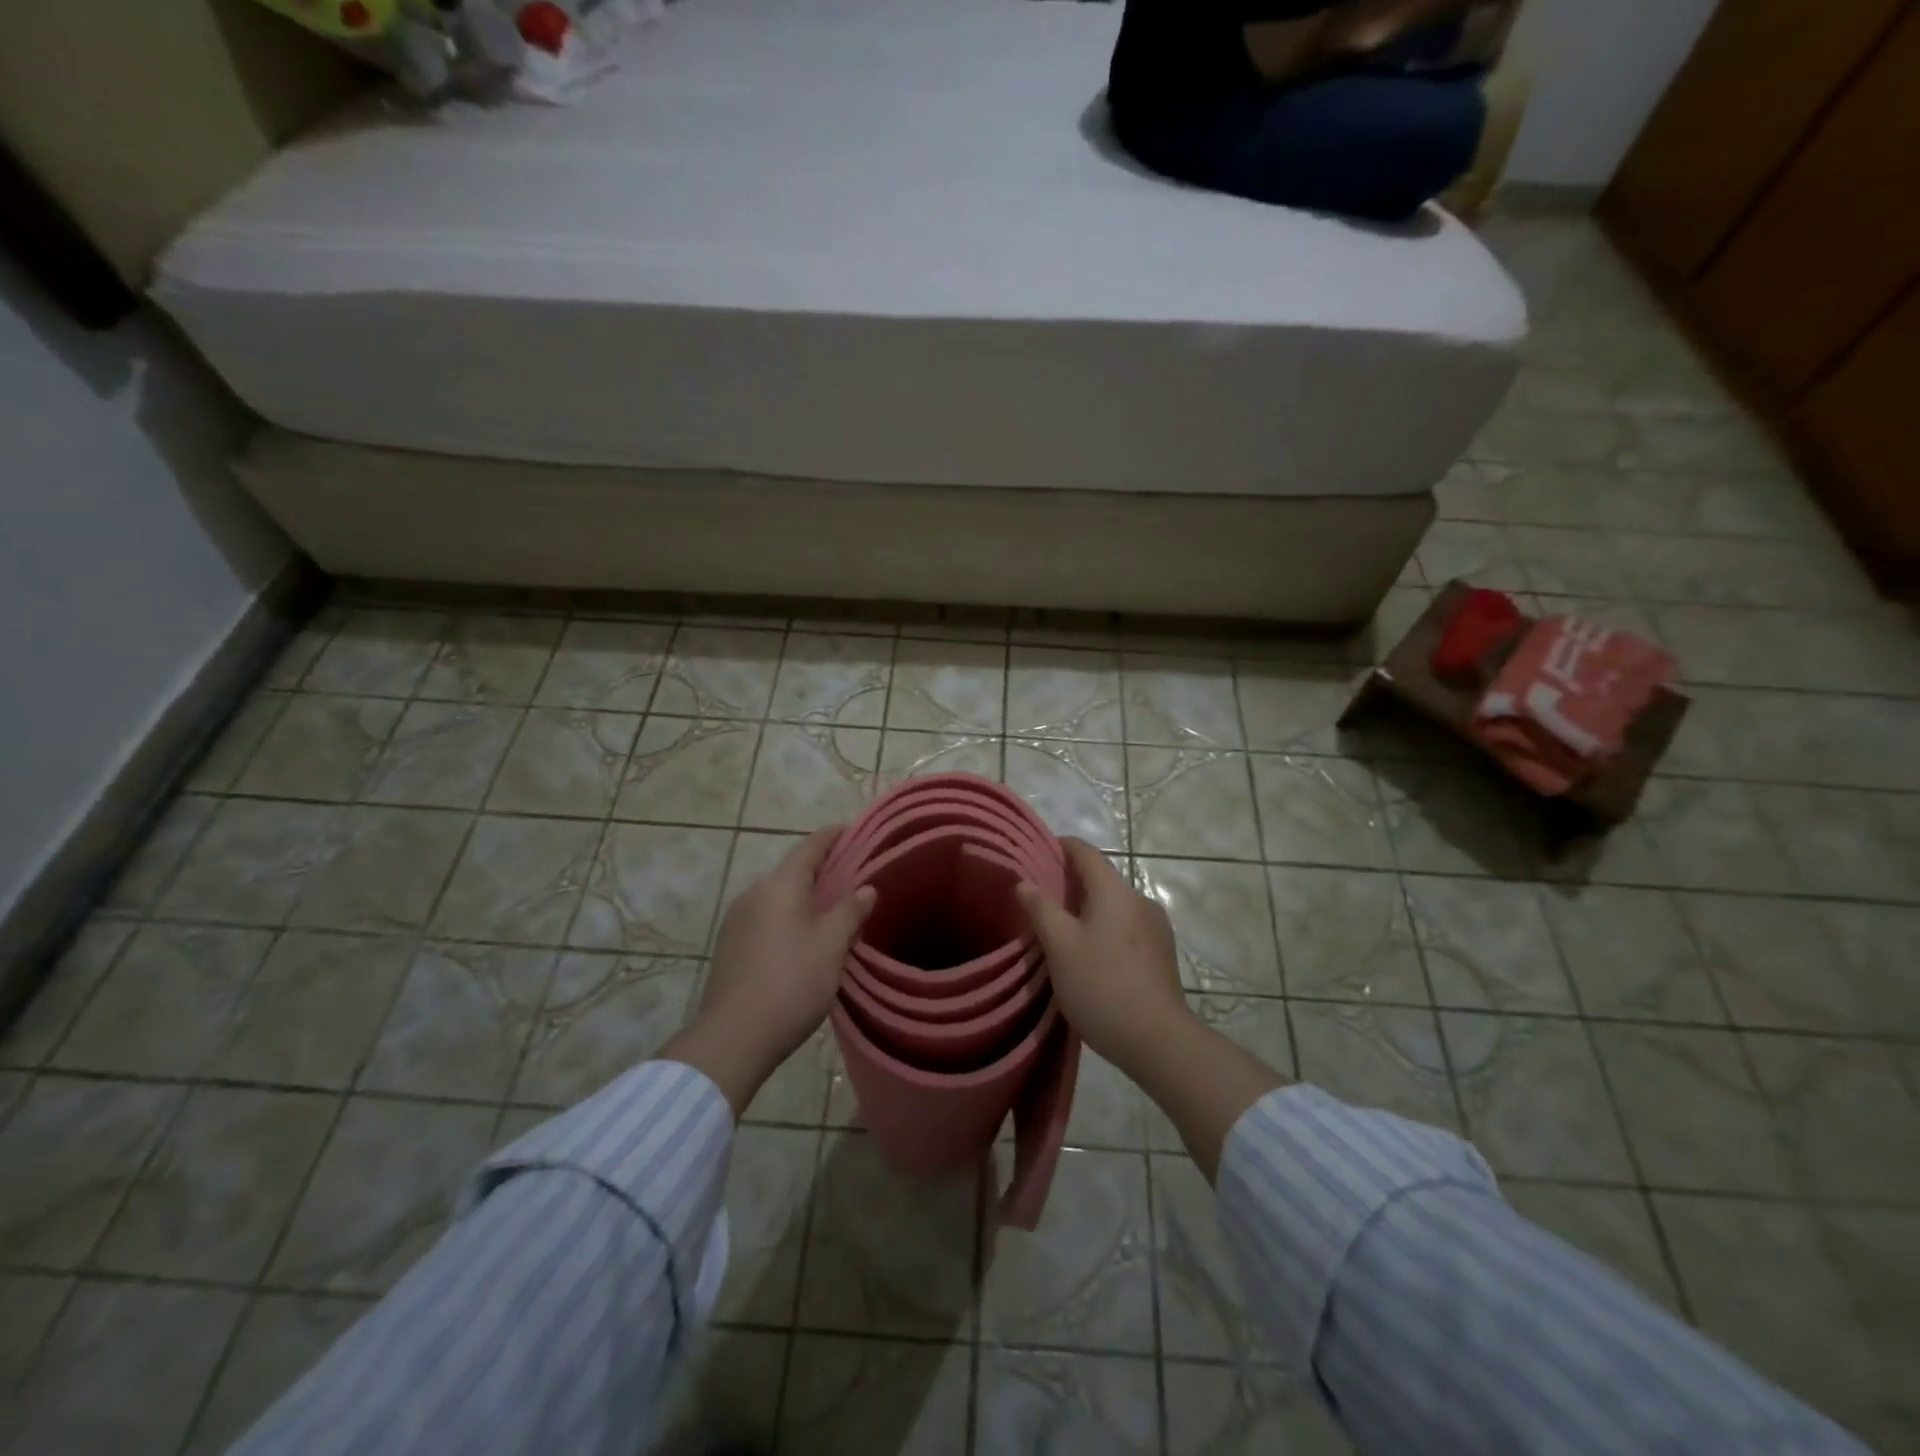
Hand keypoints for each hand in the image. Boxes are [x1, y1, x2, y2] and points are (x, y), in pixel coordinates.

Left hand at [663, 827, 873, 1114]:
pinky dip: (790, 917)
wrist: (734, 1037)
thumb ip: (850, 911)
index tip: (857, 831)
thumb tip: (866, 888)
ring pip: (780, 896)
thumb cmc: (791, 983)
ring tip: (836, 910)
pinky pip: (767, 917)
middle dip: (824, 870)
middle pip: (794, 870)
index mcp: (780, 885)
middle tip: (856, 877)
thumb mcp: (831, 945)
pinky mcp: (731, 945)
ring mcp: (737, 920)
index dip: (835, 836)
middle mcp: (754, 893)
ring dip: (807, 897)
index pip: (811, 846)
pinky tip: (807, 938)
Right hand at [1018, 838, 1284, 1180]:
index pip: (1086, 852)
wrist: (1157, 1040)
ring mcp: (1156, 928)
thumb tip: (1024, 882)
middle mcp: (1140, 900)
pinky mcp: (1162, 953)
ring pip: (1114, 905)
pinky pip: (1126, 927)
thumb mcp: (1060, 946)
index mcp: (1115, 892)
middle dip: (1070, 882)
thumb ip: (1041, 909)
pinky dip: (1104, 929)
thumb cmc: (1102, 985)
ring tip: (1061, 930)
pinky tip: (1090, 955)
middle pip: (1101, 879)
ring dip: (1088, 909)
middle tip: (1039, 897)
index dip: (1061, 846)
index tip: (1036, 851)